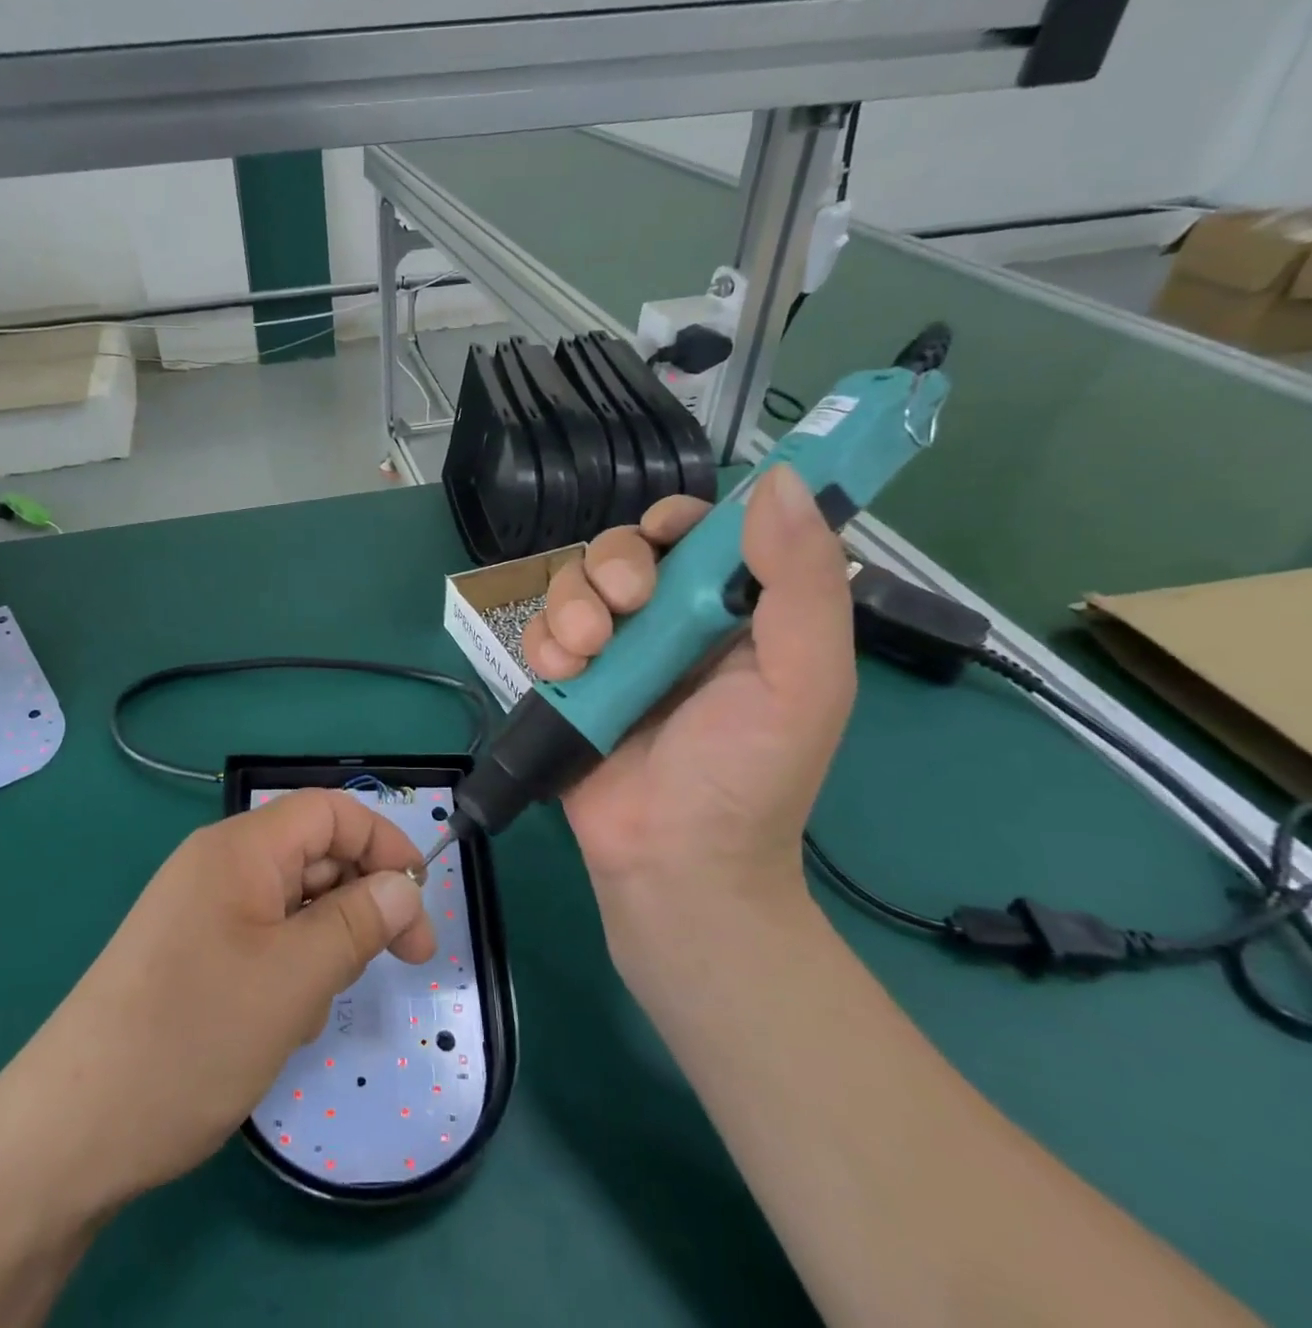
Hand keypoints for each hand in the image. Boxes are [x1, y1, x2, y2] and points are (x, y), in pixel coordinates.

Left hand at [19, 791, 435, 1207]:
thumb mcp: (294, 979)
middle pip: (314, 856)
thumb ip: (359, 922)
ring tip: (311, 1007)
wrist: (70, 1132)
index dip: (384, 844)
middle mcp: (219, 865)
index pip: (330, 812)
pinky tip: (279, 1023)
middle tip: (401, 962)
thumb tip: (406, 885)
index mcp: (239, 848)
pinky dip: (290, 969)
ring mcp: (201, 909)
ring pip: (293, 903)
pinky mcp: (191, 951)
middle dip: (361, 902)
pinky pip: (263, 938)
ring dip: (324, 945)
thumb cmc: (191, 1038)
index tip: (421, 902)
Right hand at [521, 466, 855, 970]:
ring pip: (574, 583)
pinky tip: (561, 676)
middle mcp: (670, 622)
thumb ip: (802, 583)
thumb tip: (781, 482)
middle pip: (625, 549)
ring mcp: (613, 652)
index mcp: (733, 613)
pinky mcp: (567, 681)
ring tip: (587, 655)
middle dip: (614, 565)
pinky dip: (544, 644)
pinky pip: (540, 632)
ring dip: (572, 606)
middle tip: (624, 608)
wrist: (673, 863)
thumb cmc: (747, 776)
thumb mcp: (803, 681)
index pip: (701, 534)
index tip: (664, 537)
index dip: (678, 520)